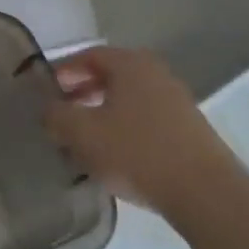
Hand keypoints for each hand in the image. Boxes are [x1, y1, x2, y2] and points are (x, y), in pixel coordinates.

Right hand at [45, 46, 246, 213]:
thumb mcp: (82, 133)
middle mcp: (156, 74)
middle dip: (81, 92)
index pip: (89, 55)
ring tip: (81, 137)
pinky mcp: (187, 128)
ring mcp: (176, 101)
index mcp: (131, 65)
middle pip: (110, 75)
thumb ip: (57, 116)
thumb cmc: (137, 152)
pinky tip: (112, 153)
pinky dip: (122, 127)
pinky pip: (144, 118)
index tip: (44, 90)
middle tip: (60, 113)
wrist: (204, 192)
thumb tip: (48, 109)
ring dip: (101, 111)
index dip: (63, 71)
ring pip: (127, 98)